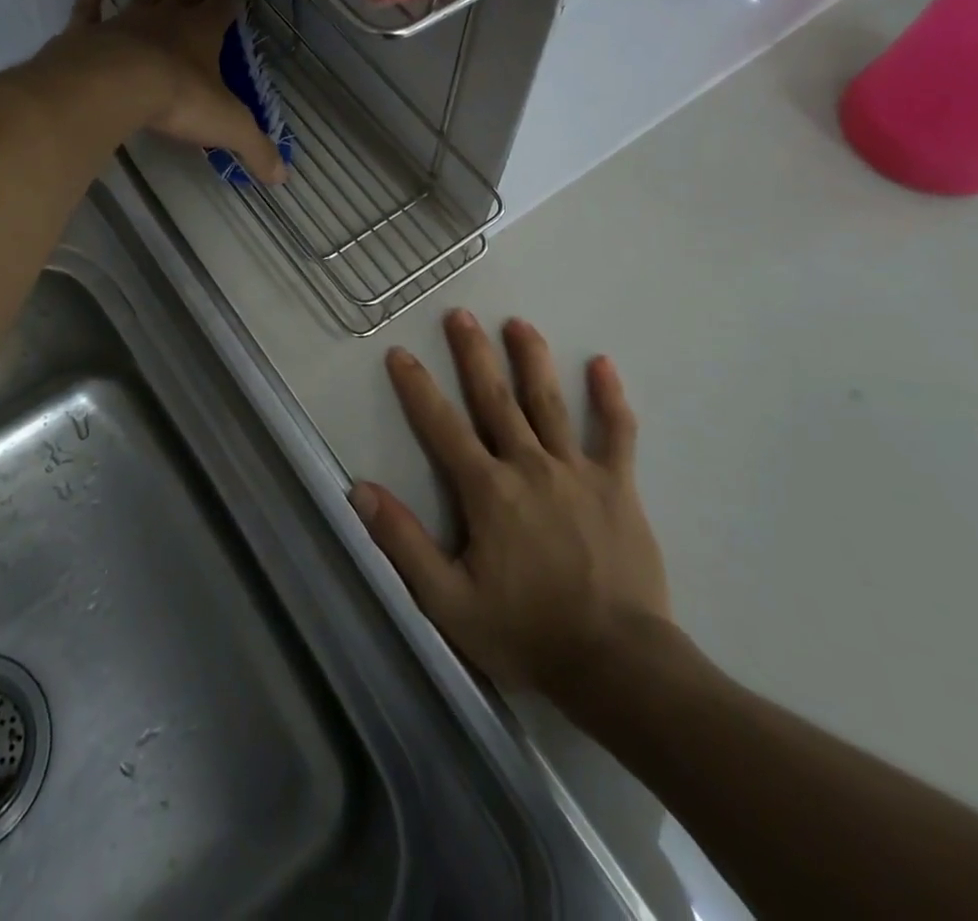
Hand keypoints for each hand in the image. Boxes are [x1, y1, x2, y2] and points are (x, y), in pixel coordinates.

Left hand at [51, 0, 286, 183]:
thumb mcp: (228, 127)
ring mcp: (126, 20)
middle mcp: (168, 17)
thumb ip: (256, 149)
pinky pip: (90, 8)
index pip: (226, 1)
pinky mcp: (89, 31)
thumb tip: (282, 178)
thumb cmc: (180, 100)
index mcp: (205, 31)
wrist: (114, 87)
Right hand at [349, 309, 673, 694]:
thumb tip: (360, 490)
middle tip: (460, 314)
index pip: (442, 426)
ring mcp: (577, 471)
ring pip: (550, 403)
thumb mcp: (449, 602)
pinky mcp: (617, 486)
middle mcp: (529, 465)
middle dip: (474, 354)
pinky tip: (603, 364)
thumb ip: (403, 543)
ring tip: (519, 323)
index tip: (401, 353)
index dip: (417, 388)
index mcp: (487, 490)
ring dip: (532, 359)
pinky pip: (616, 433)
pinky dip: (610, 398)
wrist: (617, 664)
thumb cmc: (527, 633)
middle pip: (496, 399)